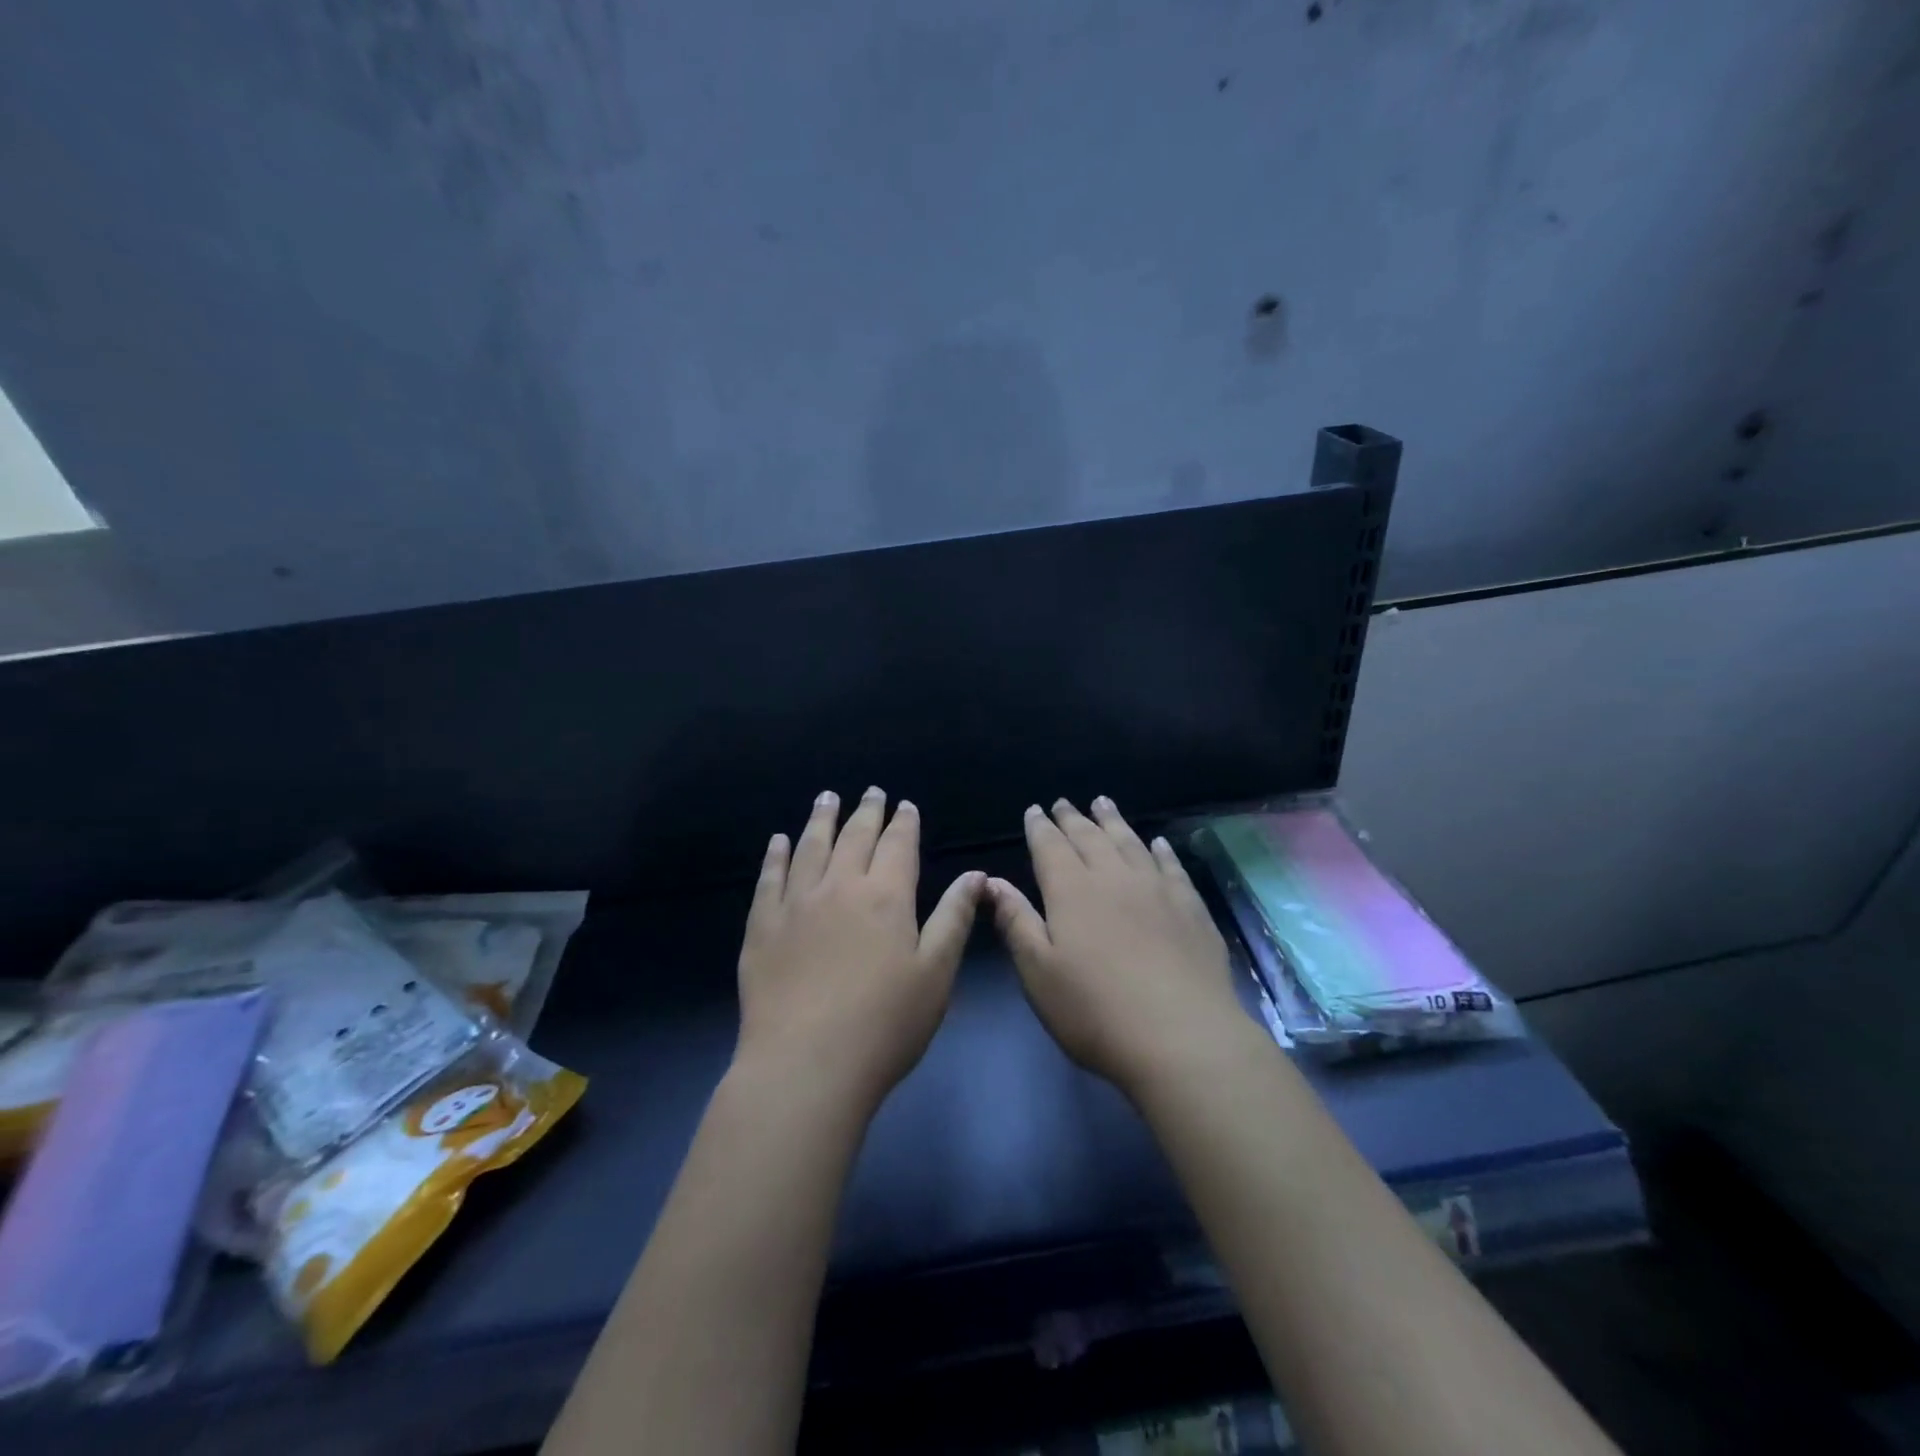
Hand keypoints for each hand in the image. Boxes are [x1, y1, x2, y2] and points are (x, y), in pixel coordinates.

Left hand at [735, 787, 984, 1116]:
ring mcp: (796, 904)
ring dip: (821, 819)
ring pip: (810, 847)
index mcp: (886, 896)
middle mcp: (840, 887)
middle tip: (871, 791)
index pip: (897, 845)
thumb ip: (954, 918)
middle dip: (866, 811)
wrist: (806, 1065)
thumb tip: (975, 875)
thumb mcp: (935, 973)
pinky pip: (770, 878)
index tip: (904, 805)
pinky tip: (779, 842)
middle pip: (854, 837)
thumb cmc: (885, 1024)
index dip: (903, 823)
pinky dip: (776, 855)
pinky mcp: (763, 926)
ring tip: (827, 798)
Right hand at [989, 798, 1249, 1095]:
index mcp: (1072, 891)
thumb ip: (1016, 922)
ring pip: (1130, 842)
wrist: (1181, 1037)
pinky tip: (1157, 842)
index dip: (1040, 827)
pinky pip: (1171, 866)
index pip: (1050, 847)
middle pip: (1090, 837)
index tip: (1034, 810)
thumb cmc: (1095, 1010)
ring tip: (1103, 802)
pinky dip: (1161, 849)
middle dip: (1073, 818)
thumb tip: (992, 882)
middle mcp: (1114, 878)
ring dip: (1113, 821)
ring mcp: (1157, 889)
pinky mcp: (1190, 908)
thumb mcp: (1039, 972)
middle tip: (1064, 802)